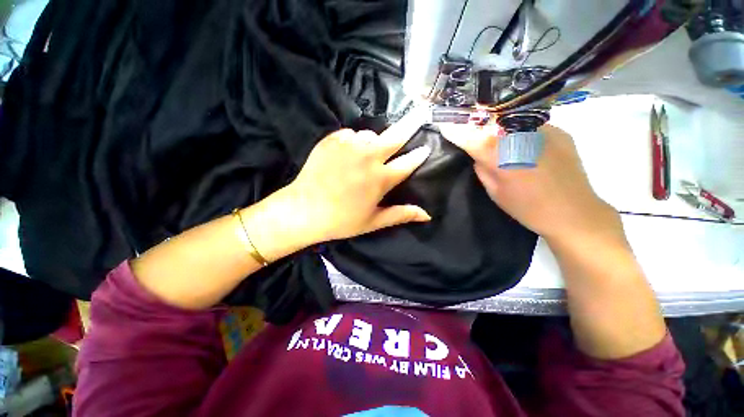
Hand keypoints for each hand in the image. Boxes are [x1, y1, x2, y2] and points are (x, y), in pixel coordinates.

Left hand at [281, 126, 431, 243]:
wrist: (303, 210)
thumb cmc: (342, 220)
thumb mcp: (374, 221)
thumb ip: (401, 214)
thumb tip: (427, 215)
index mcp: (381, 179)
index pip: (408, 162)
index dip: (419, 155)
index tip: (426, 148)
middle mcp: (368, 157)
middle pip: (396, 136)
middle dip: (412, 124)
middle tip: (422, 111)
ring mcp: (349, 145)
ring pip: (371, 135)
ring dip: (375, 142)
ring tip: (369, 154)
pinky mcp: (332, 139)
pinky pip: (351, 134)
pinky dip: (355, 141)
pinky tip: (349, 153)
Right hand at [441, 124, 623, 246]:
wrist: (573, 212)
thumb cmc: (528, 208)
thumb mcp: (495, 193)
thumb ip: (483, 169)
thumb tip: (477, 154)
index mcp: (501, 158)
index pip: (471, 139)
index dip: (456, 131)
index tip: (445, 126)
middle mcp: (521, 138)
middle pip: (492, 120)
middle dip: (478, 120)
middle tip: (470, 122)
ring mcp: (543, 131)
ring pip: (512, 118)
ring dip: (499, 122)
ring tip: (495, 129)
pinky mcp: (559, 131)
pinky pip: (532, 123)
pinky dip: (521, 127)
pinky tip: (522, 139)